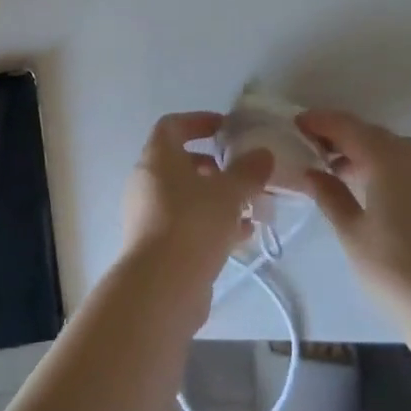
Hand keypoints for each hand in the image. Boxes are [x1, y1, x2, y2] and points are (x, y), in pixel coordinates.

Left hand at [121, 111, 274, 288]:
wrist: (161, 288)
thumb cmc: (193, 224)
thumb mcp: (229, 192)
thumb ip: (249, 170)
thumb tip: (263, 154)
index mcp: (157, 158)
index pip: (173, 125)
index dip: (199, 121)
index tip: (226, 128)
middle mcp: (147, 182)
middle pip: (181, 162)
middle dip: (215, 166)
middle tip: (242, 172)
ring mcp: (149, 215)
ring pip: (187, 196)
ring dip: (218, 198)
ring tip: (251, 207)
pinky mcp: (157, 246)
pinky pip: (187, 224)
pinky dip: (212, 223)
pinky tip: (242, 236)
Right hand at [295, 109, 410, 333]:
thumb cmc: (397, 271)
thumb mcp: (353, 234)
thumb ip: (330, 196)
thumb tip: (312, 172)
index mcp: (387, 158)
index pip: (346, 126)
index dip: (319, 121)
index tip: (295, 124)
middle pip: (370, 133)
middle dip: (340, 136)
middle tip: (311, 148)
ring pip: (392, 149)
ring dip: (363, 151)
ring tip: (336, 171)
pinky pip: (409, 166)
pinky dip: (385, 167)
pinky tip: (371, 190)